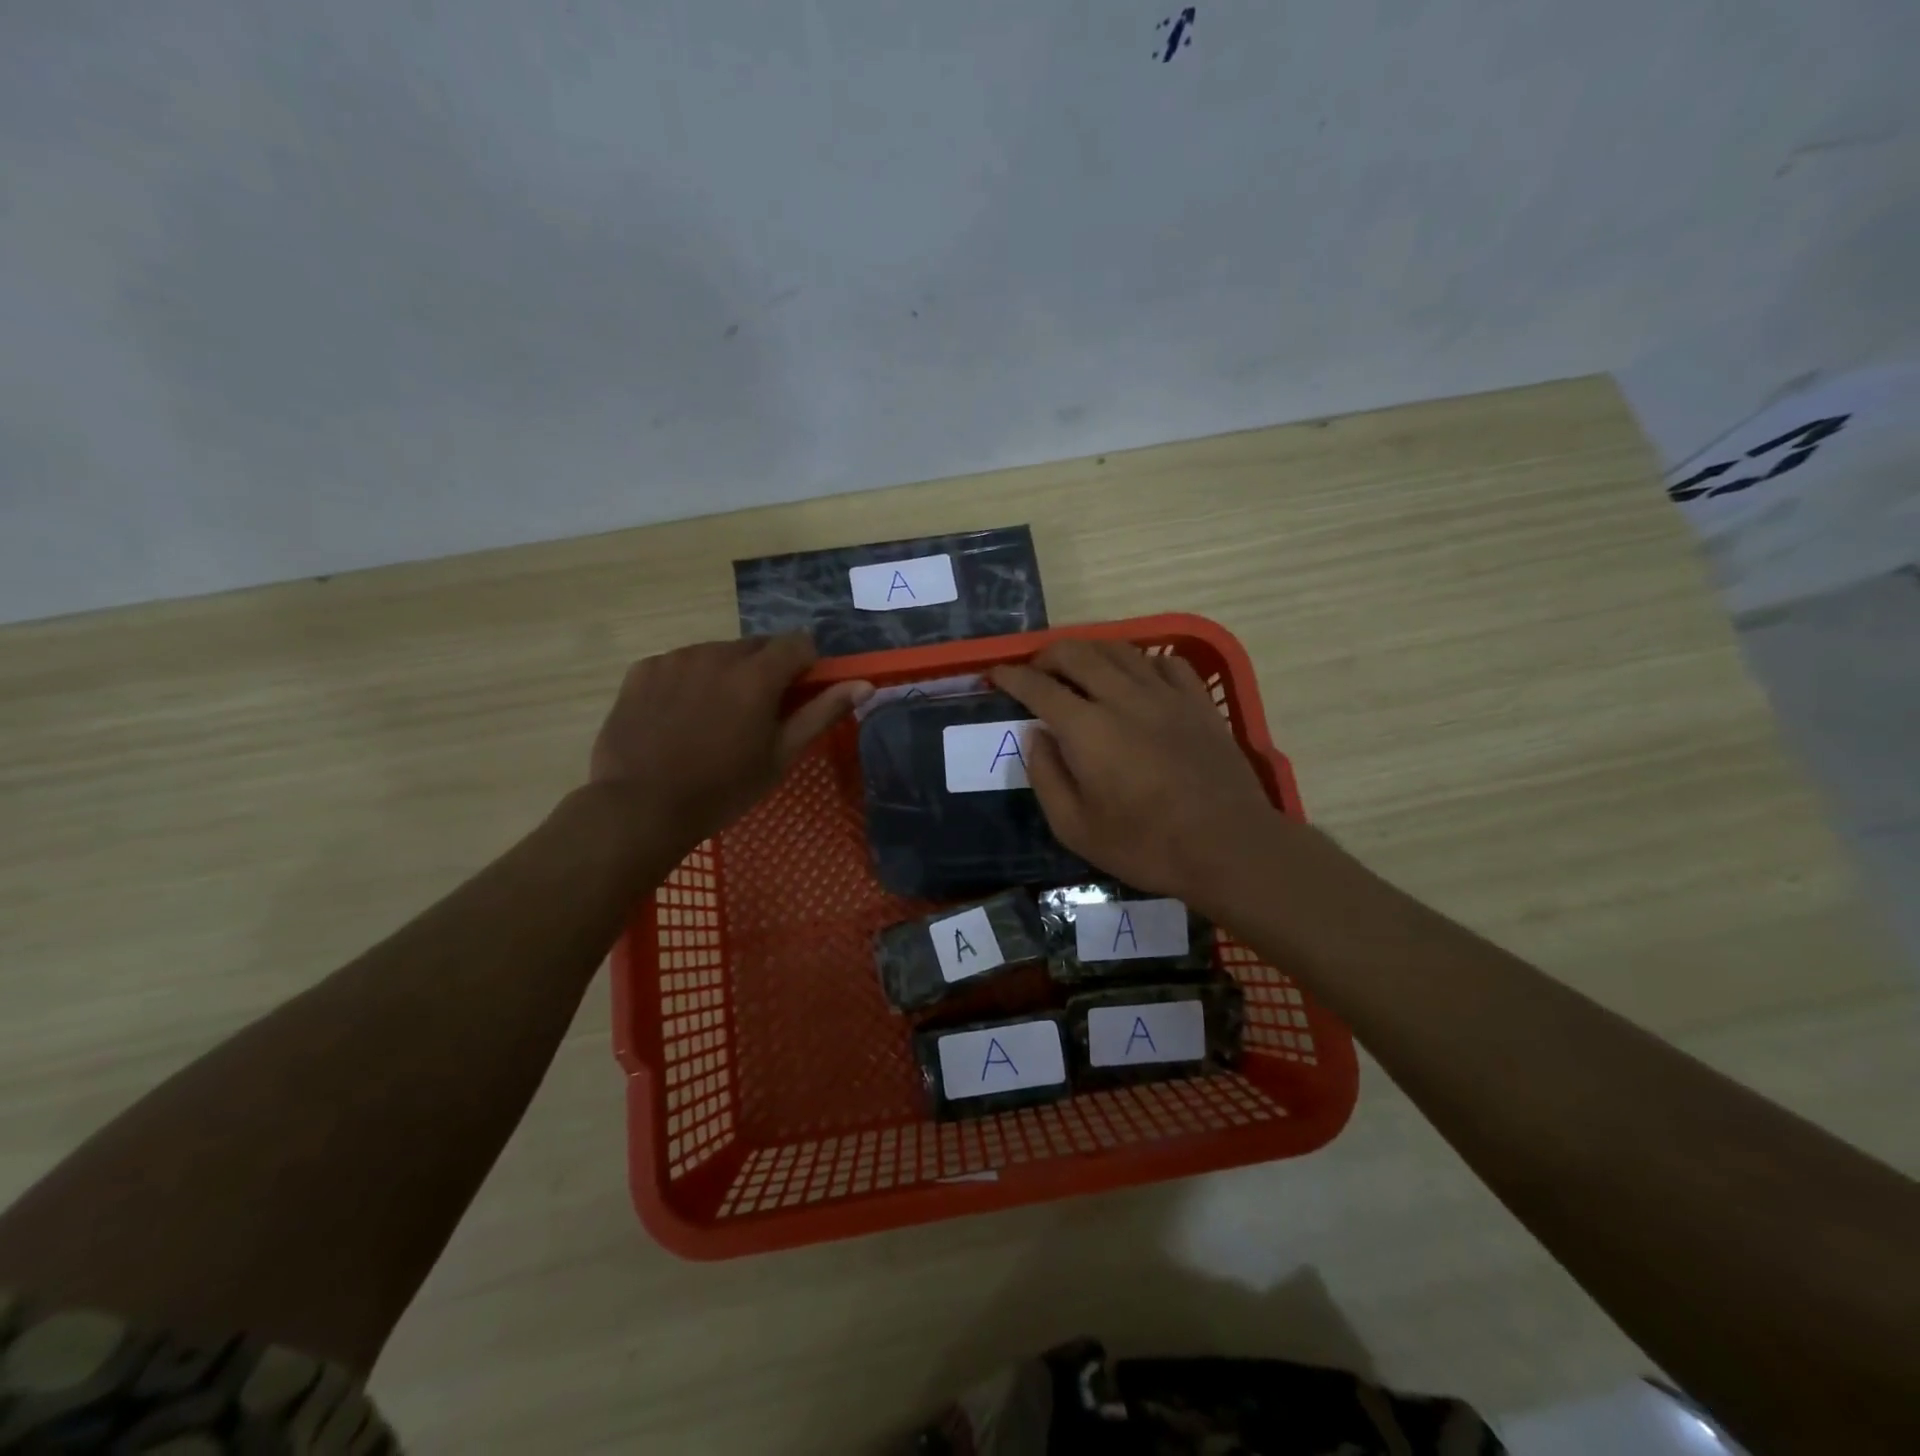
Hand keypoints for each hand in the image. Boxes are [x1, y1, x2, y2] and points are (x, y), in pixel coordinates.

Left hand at [591, 634, 870, 849]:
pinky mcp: (643, 669)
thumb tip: (865, 685)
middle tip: (756, 714)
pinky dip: (689, 680)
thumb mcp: (780, 756)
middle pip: (757, 646)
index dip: (806, 665)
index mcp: (757, 675)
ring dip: (726, 673)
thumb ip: (822, 713)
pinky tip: (679, 716)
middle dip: (766, 670)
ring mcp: (675, 659)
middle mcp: (717, 654)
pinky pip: (679, 663)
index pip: (798, 643)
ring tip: (713, 718)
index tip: (799, 694)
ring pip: (717, 653)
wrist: (640, 807)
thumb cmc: (722, 789)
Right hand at [991, 640, 1284, 912]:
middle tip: (1036, 671)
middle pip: (1077, 654)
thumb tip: (1036, 735)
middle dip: (1047, 656)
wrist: (1227, 846)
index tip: (996, 674)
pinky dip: (1142, 661)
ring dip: (1090, 651)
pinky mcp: (1198, 702)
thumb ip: (1046, 776)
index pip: (1039, 686)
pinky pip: (1167, 663)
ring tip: (1079, 667)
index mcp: (1086, 728)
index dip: (1012, 676)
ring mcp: (1165, 695)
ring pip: (1120, 650)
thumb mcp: (1075, 828)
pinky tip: (1138, 676)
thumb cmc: (1145, 845)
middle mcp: (1122, 697)